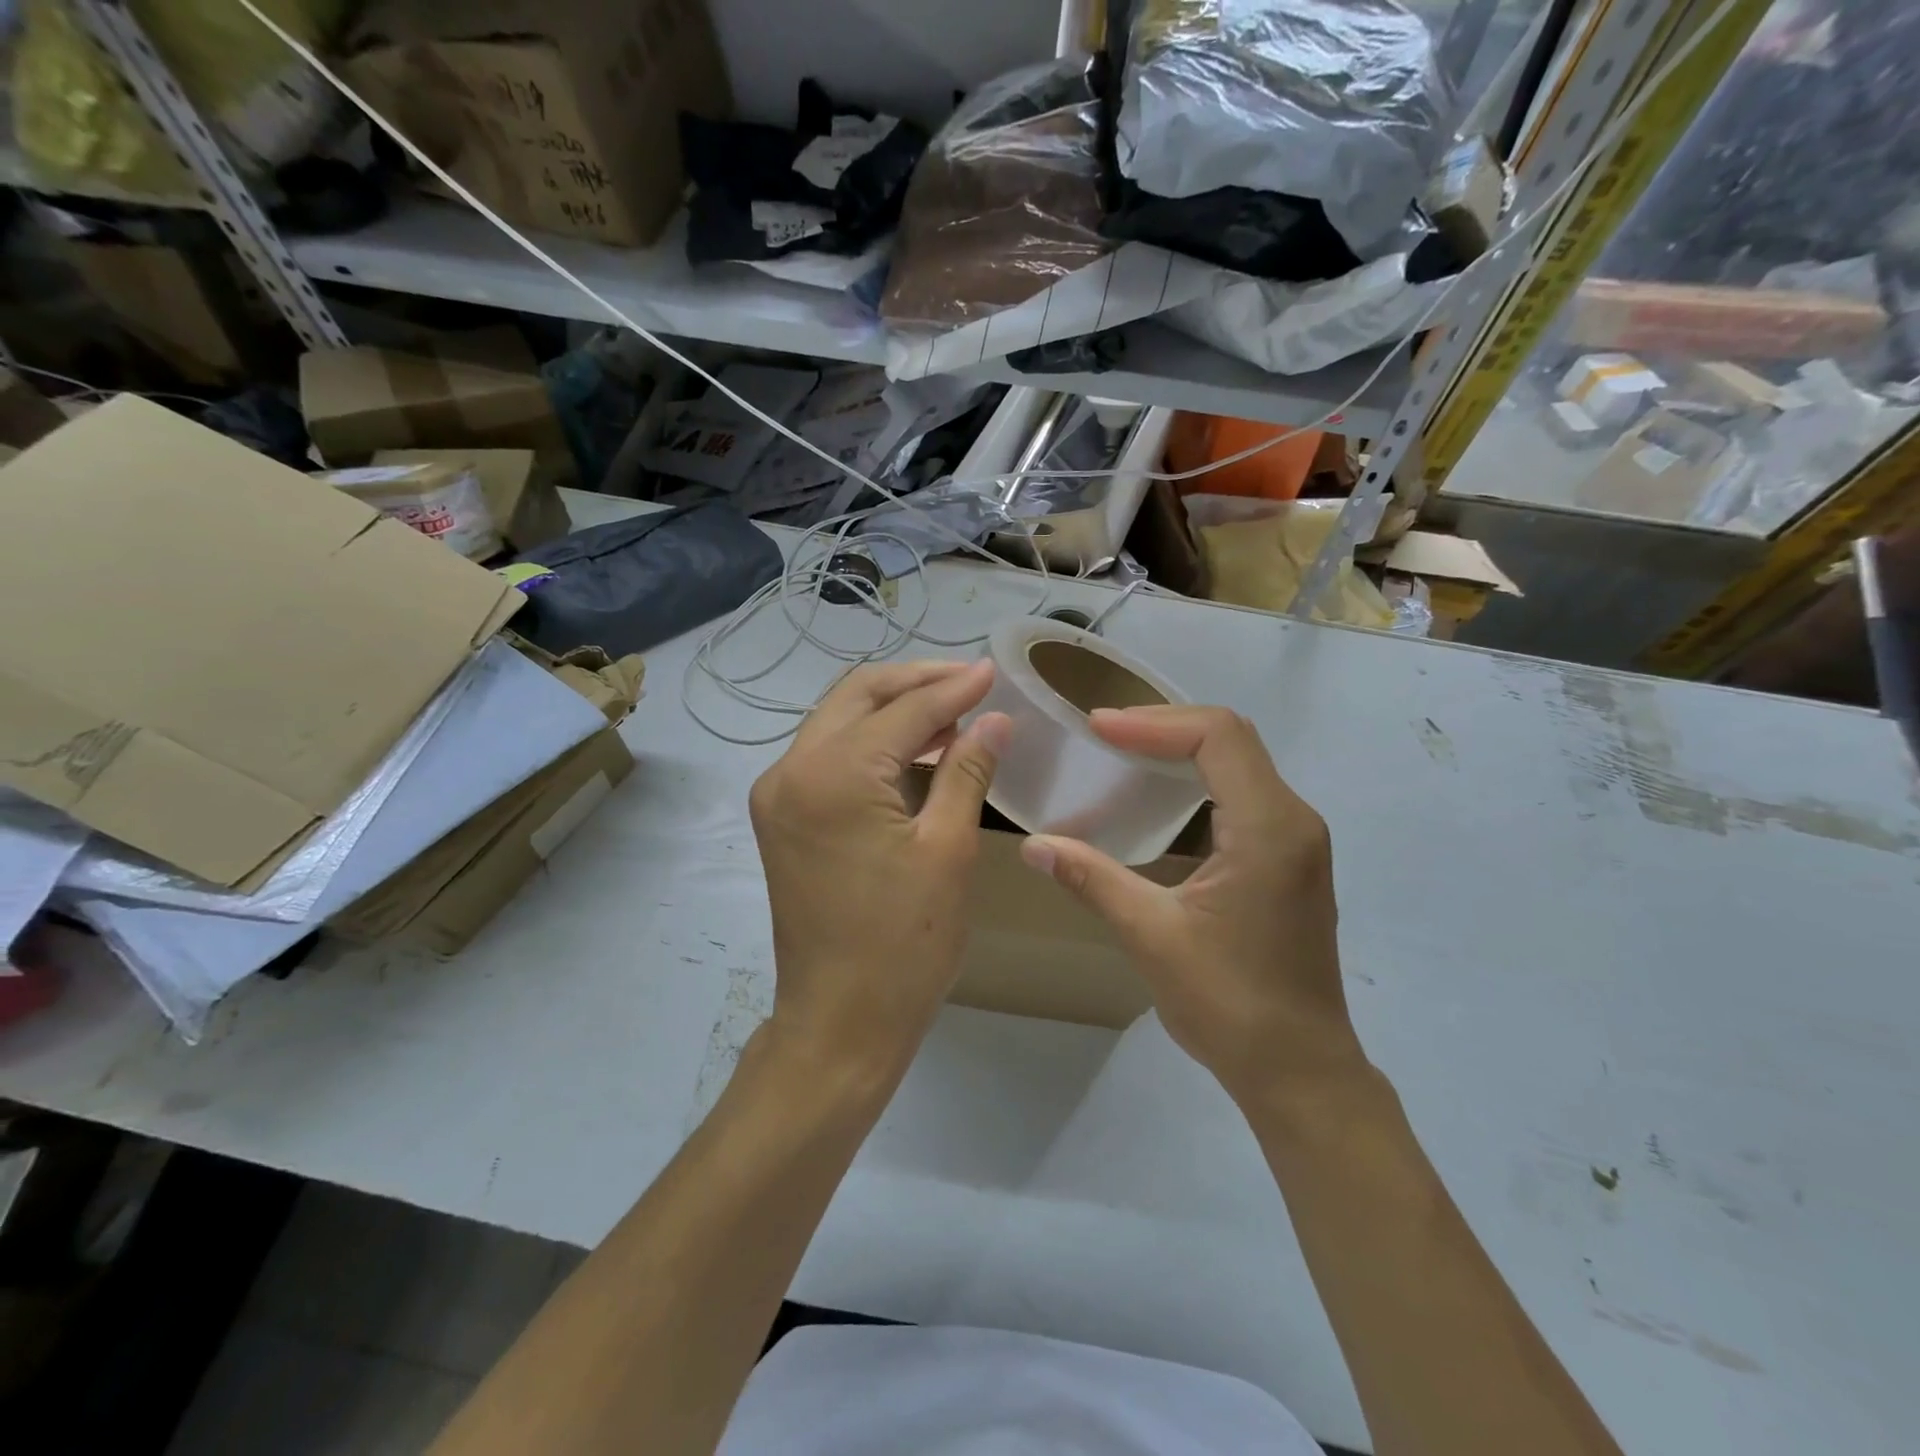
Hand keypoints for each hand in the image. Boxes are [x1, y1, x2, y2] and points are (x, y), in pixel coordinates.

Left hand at [749, 659, 1010, 1081]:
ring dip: (893, 710)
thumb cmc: (903, 945)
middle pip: (857, 698)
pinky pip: (828, 756)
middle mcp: (789, 771)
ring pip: (839, 722)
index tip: (994, 673)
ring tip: (952, 711)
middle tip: (970, 682)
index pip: (902, 711)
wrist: (839, 1023)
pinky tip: (914, 749)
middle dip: (916, 682)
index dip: (953, 689)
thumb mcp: (948, 850)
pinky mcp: (781, 818)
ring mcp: (777, 794)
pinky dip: (871, 743)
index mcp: (831, 775)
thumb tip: (994, 718)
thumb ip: (967, 770)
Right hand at [1019, 705, 1363, 1102]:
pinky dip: (1200, 776)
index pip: (1218, 737)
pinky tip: (1161, 794)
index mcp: (1269, 829)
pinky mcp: (1290, 859)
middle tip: (1104, 733)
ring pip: (1242, 762)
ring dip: (1183, 747)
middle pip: (1232, 739)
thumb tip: (1033, 845)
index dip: (1153, 723)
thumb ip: (1092, 879)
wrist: (1299, 1069)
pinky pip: (1245, 791)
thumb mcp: (1151, 936)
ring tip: (1124, 751)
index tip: (1098, 727)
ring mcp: (1298, 839)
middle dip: (1165, 726)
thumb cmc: (1229, 1004)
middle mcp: (1293, 820)